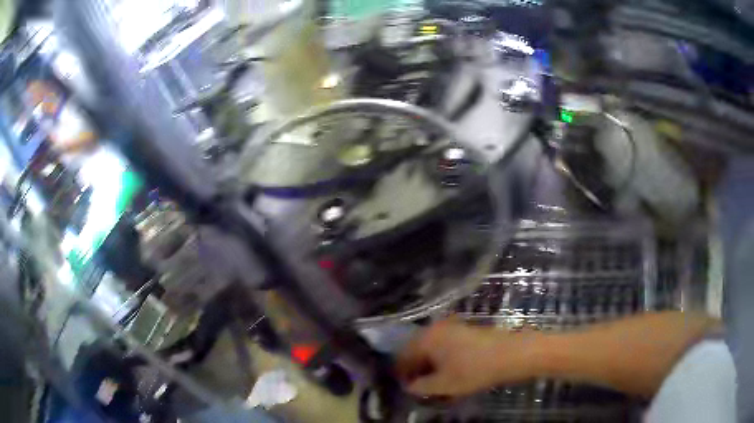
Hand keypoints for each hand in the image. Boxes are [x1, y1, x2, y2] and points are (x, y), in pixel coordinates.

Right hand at [395, 318, 541, 396]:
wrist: (510, 354)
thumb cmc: (473, 370)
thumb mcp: (443, 385)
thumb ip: (420, 386)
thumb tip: (409, 386)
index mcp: (425, 338)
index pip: (402, 355)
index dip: (401, 373)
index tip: (405, 387)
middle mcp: (435, 328)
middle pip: (416, 349)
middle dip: (415, 368)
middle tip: (418, 385)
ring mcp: (451, 326)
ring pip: (430, 346)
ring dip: (428, 363)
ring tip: (434, 380)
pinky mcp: (464, 329)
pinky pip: (443, 344)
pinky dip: (440, 357)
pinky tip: (448, 370)